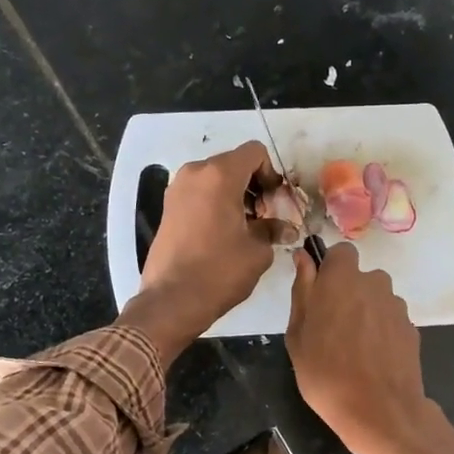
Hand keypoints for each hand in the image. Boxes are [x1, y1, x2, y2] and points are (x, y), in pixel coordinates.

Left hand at [119, 141, 277, 362]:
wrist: (172, 300)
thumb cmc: (220, 271)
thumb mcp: (257, 251)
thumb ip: (272, 230)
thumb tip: (285, 229)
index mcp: (220, 175)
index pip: (254, 152)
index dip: (271, 173)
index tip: (275, 202)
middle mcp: (195, 173)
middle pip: (234, 163)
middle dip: (254, 185)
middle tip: (265, 216)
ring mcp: (177, 189)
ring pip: (215, 178)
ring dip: (235, 194)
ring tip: (246, 227)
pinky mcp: (168, 207)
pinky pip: (200, 193)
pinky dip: (216, 203)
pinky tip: (225, 232)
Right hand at [287, 244, 453, 453]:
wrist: (380, 411)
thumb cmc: (326, 374)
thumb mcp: (298, 335)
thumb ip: (302, 291)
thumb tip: (304, 258)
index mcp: (341, 279)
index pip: (340, 252)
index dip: (330, 269)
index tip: (320, 292)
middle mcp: (373, 283)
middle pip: (361, 277)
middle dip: (348, 293)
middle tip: (332, 327)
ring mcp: (396, 306)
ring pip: (377, 298)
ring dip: (366, 312)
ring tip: (354, 348)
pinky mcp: (412, 328)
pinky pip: (390, 320)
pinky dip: (382, 332)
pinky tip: (373, 359)